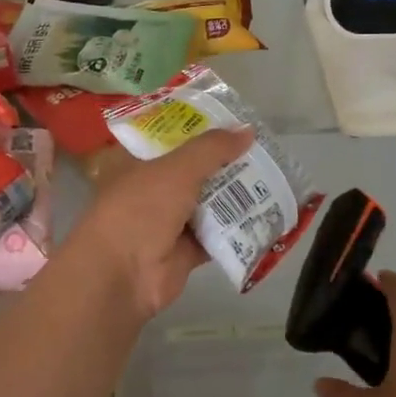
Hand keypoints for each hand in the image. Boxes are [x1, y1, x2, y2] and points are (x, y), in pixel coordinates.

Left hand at [67, 127, 254, 319]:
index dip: (199, 128)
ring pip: (208, 203)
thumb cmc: (140, 209)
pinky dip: (239, 228)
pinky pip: (217, 234)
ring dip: (235, 195)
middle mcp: (151, 189)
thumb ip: (212, 149)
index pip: (170, 138)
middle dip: (225, 163)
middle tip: (263, 149)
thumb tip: (248, 130)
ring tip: (273, 176)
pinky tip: (267, 214)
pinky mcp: (185, 251)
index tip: (233, 121)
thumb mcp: (176, 169)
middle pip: (194, 170)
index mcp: (136, 162)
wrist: (122, 275)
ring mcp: (168, 222)